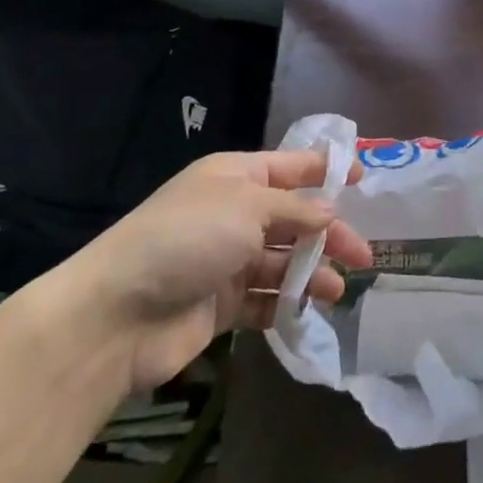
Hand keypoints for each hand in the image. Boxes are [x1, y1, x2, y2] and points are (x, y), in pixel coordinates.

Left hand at [54, 149, 370, 390]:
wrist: (117, 315)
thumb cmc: (187, 240)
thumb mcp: (247, 207)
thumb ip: (295, 210)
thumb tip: (330, 213)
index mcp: (235, 178)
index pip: (290, 166)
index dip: (326, 170)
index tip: (365, 178)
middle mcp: (234, 214)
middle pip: (294, 219)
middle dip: (329, 234)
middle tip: (363, 255)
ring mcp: (227, 261)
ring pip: (283, 261)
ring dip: (311, 272)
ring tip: (337, 290)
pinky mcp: (222, 305)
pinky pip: (265, 299)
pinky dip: (287, 304)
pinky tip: (307, 311)